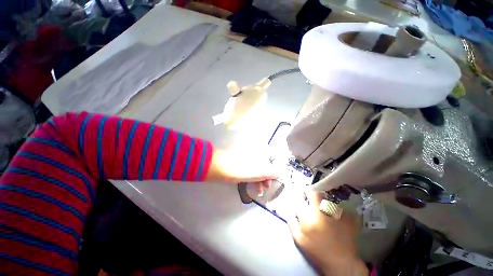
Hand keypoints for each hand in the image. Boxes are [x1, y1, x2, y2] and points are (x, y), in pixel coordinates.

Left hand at [205, 147, 277, 193]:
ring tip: (259, 190)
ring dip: (259, 178)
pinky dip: (252, 175)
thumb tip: (280, 172)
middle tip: (266, 187)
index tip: (273, 179)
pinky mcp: (239, 159)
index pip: (272, 157)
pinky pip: (249, 167)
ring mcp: (245, 154)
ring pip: (256, 165)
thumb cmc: (240, 168)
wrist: (217, 166)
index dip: (274, 168)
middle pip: (264, 162)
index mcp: (260, 148)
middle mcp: (254, 149)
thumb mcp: (259, 172)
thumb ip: (272, 172)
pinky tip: (252, 185)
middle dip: (266, 176)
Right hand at [289, 190, 367, 275]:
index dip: (301, 194)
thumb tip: (292, 208)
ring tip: (322, 208)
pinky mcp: (349, 216)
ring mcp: (338, 213)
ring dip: (322, 199)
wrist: (342, 263)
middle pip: (316, 192)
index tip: (301, 196)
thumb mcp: (299, 239)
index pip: (302, 198)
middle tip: (309, 196)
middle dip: (310, 191)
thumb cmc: (317, 251)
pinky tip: (333, 215)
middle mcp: (324, 211)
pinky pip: (338, 205)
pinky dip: (333, 206)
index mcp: (310, 217)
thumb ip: (292, 221)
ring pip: (327, 197)